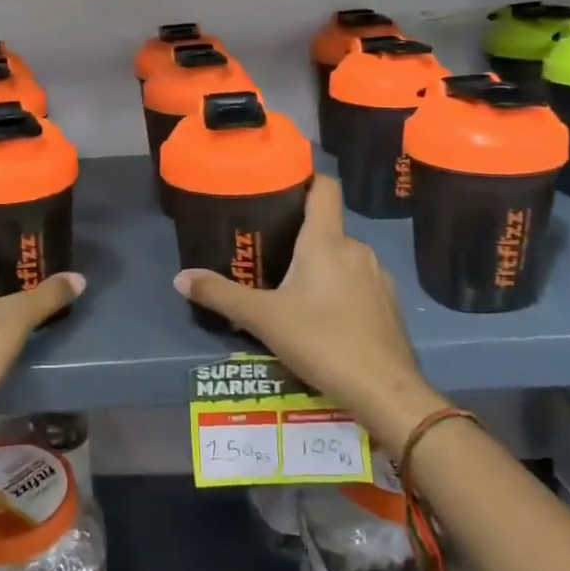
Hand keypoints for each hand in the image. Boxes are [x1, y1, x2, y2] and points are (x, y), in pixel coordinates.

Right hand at [174, 177, 443, 453]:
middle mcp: (356, 249)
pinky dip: (339, 290)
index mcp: (326, 241)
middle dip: (298, 236)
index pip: (324, 187)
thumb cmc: (322, 341)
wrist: (386, 392)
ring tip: (290, 289)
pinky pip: (358, 284)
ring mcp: (378, 277)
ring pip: (342, 258)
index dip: (304, 178)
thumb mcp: (262, 318)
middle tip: (267, 252)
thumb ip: (220, 295)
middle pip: (326, 227)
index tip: (279, 185)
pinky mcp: (389, 305)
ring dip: (319, 266)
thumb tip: (180, 278)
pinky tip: (322, 318)